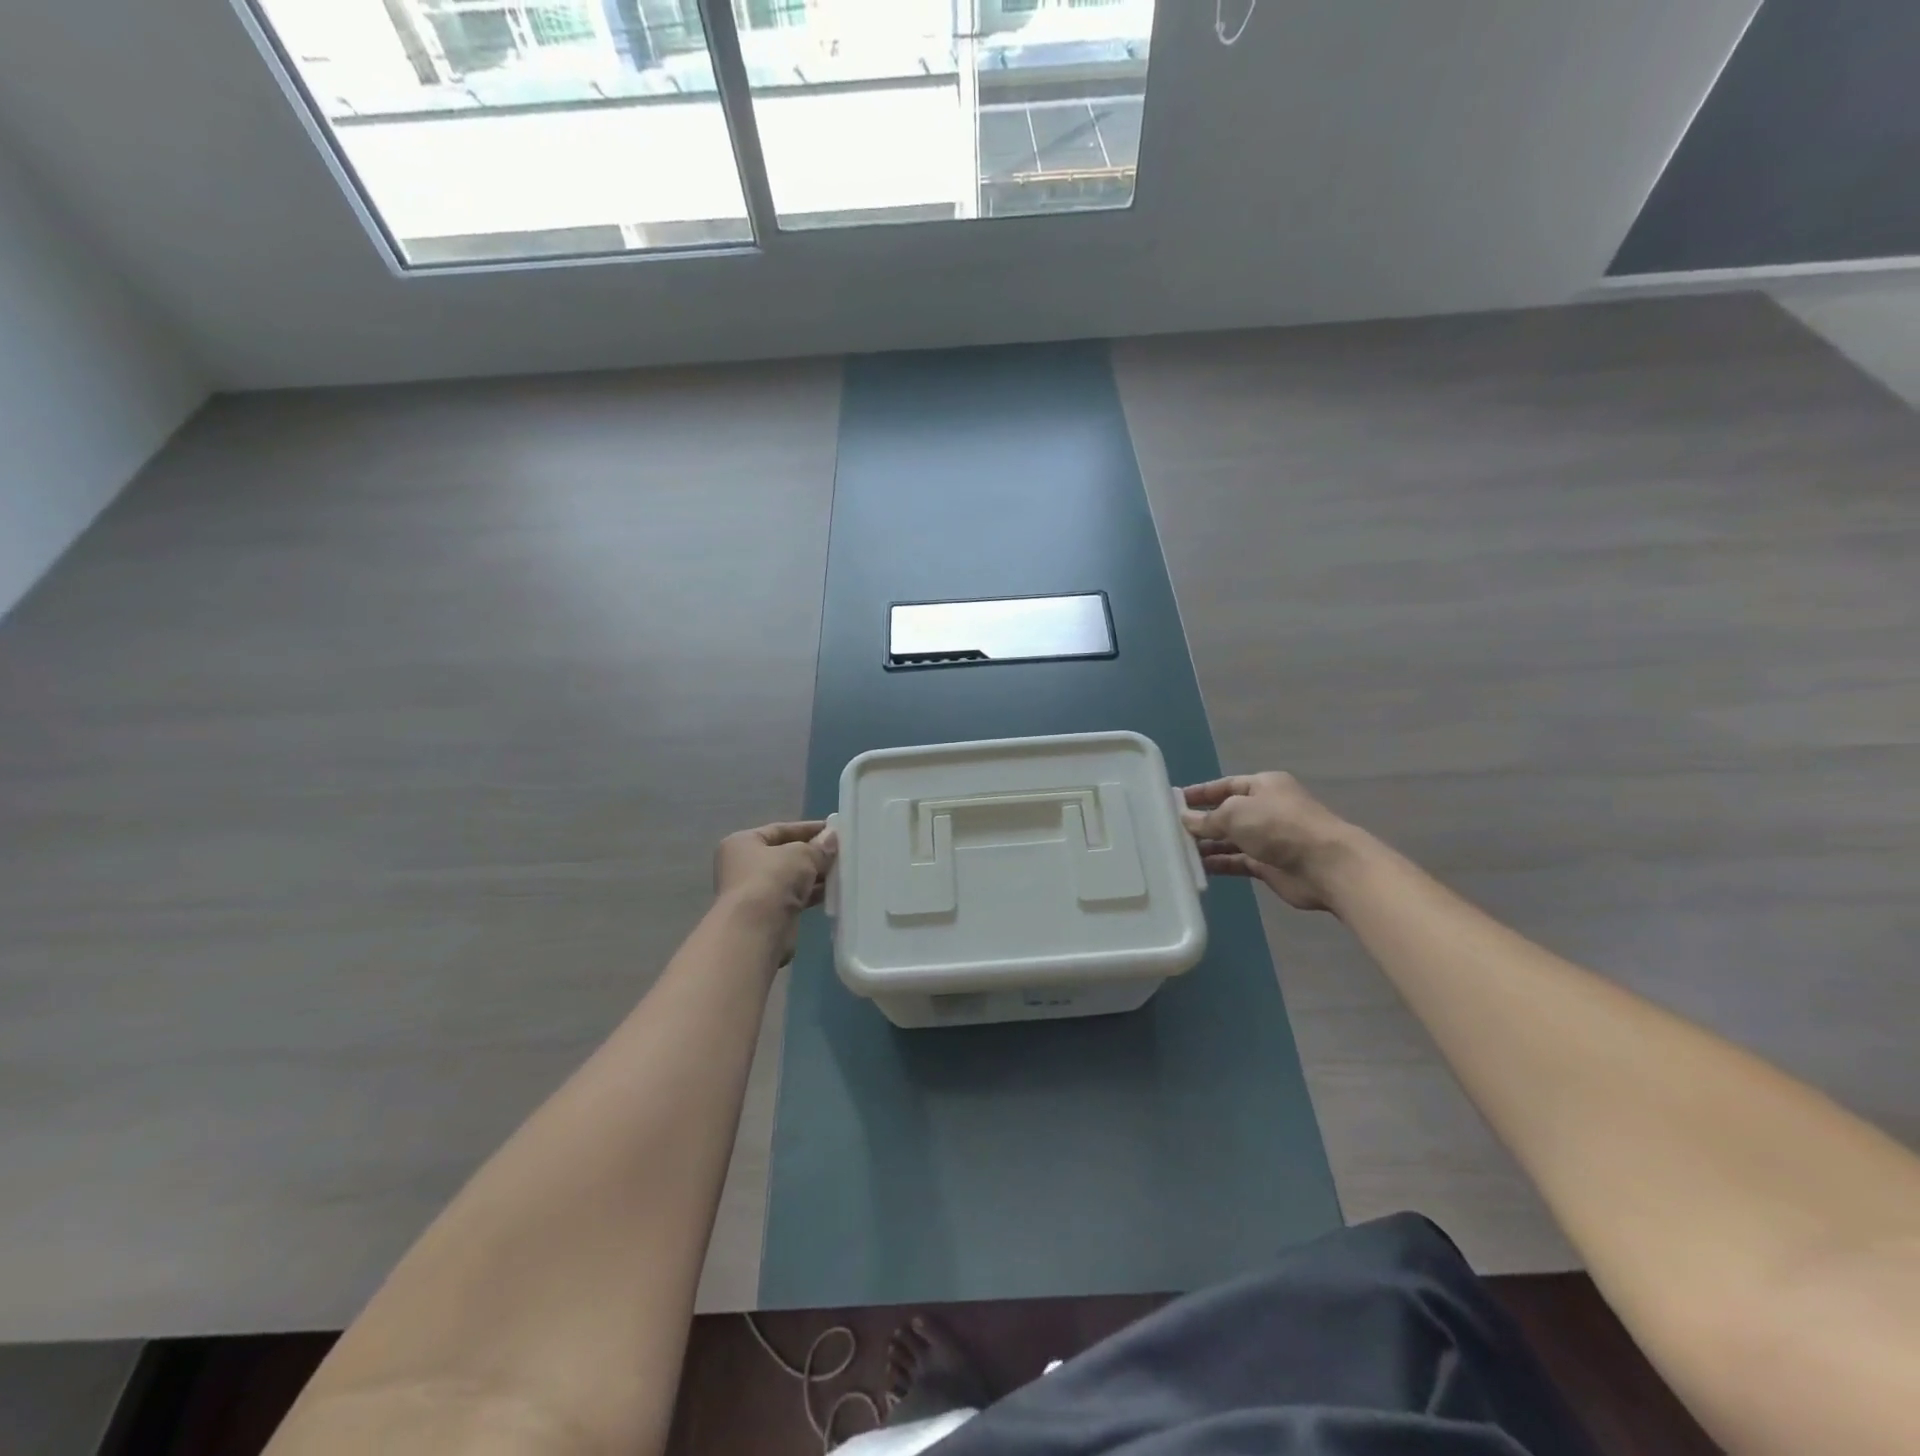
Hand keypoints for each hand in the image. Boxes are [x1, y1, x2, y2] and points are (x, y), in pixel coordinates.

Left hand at [712, 821, 837, 963]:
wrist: (757, 930)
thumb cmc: (772, 879)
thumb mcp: (801, 854)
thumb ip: (819, 846)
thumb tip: (832, 837)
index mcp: (743, 843)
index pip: (780, 829)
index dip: (808, 828)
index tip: (834, 828)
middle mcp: (744, 866)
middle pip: (785, 854)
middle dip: (813, 853)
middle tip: (842, 850)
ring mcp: (755, 891)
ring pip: (791, 877)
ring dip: (815, 874)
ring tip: (843, 869)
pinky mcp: (768, 914)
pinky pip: (794, 897)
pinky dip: (811, 893)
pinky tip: (834, 890)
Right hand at [1180, 772, 1359, 911]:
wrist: (1325, 865)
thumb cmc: (1279, 826)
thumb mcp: (1236, 813)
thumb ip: (1208, 818)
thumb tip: (1186, 819)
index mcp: (1263, 786)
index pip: (1224, 786)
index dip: (1200, 793)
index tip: (1173, 801)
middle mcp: (1266, 809)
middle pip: (1226, 814)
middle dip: (1201, 822)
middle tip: (1169, 830)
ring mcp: (1268, 838)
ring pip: (1230, 840)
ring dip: (1207, 845)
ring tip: (1177, 852)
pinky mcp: (1268, 865)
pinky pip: (1237, 862)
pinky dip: (1219, 864)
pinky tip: (1196, 869)